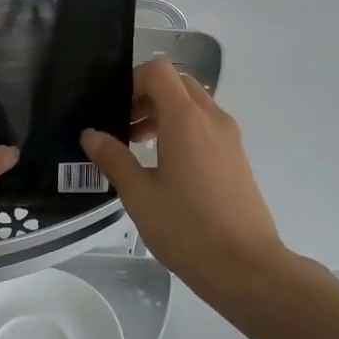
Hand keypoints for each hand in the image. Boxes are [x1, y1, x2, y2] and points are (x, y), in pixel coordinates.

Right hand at [80, 58, 290, 299]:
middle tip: (125, 128)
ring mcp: (230, 136)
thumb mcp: (140, 196)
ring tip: (141, 148)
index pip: (159, 70)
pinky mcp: (237, 156)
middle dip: (148, 96)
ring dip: (166, 112)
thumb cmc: (188, 230)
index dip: (133, 80)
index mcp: (186, 119)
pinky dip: (184, 128)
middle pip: (178, 83)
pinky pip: (207, 124)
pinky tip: (167, 167)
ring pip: (194, 103)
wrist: (247, 267)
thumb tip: (91, 135)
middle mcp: (212, 118)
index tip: (115, 110)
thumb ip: (114, 159)